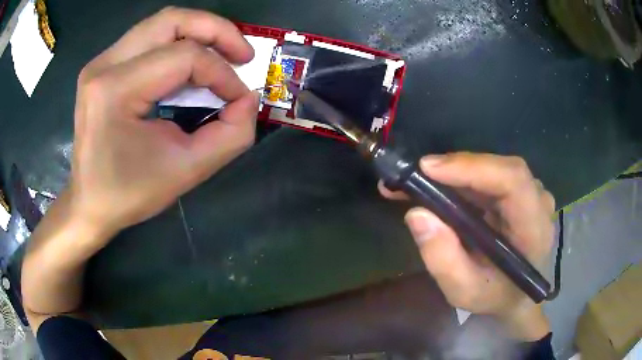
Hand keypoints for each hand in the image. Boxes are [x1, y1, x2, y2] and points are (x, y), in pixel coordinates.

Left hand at [70, 7, 259, 244]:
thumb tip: (248, 100)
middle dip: (217, 31)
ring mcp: (101, 62)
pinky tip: (191, 65)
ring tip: (223, 55)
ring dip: (200, 32)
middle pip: (172, 20)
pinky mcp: (103, 67)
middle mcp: (104, 65)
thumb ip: (230, 136)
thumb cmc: (128, 193)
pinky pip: (149, 38)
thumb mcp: (185, 171)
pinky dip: (179, 43)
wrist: (88, 203)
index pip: (183, 56)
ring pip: (162, 23)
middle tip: (243, 55)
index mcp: (114, 90)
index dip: (222, 73)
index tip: (241, 98)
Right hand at [380, 152, 555, 339]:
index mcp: (534, 228)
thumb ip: (443, 259)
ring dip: (455, 172)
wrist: (518, 295)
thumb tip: (417, 214)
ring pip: (492, 168)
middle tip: (414, 175)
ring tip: (419, 183)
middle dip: (456, 168)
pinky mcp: (519, 191)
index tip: (428, 169)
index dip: (472, 167)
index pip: (512, 180)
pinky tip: (439, 186)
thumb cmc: (496, 297)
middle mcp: (537, 201)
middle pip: (499, 168)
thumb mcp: (464, 291)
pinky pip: (490, 175)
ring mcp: (530, 193)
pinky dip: (462, 178)